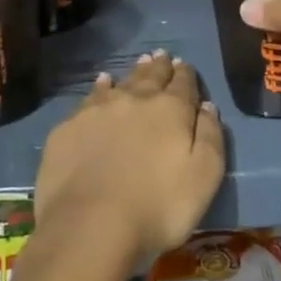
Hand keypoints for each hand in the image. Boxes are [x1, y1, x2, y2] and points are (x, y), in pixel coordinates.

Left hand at [33, 52, 225, 263]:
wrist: (90, 224)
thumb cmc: (158, 207)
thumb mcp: (204, 178)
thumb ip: (210, 137)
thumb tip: (207, 107)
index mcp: (171, 110)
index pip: (183, 83)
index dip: (185, 74)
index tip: (184, 65)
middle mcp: (135, 99)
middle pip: (151, 76)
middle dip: (159, 66)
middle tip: (162, 56)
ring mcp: (98, 110)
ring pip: (121, 83)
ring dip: (133, 73)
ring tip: (139, 63)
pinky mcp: (70, 127)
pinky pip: (90, 97)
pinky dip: (100, 88)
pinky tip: (102, 84)